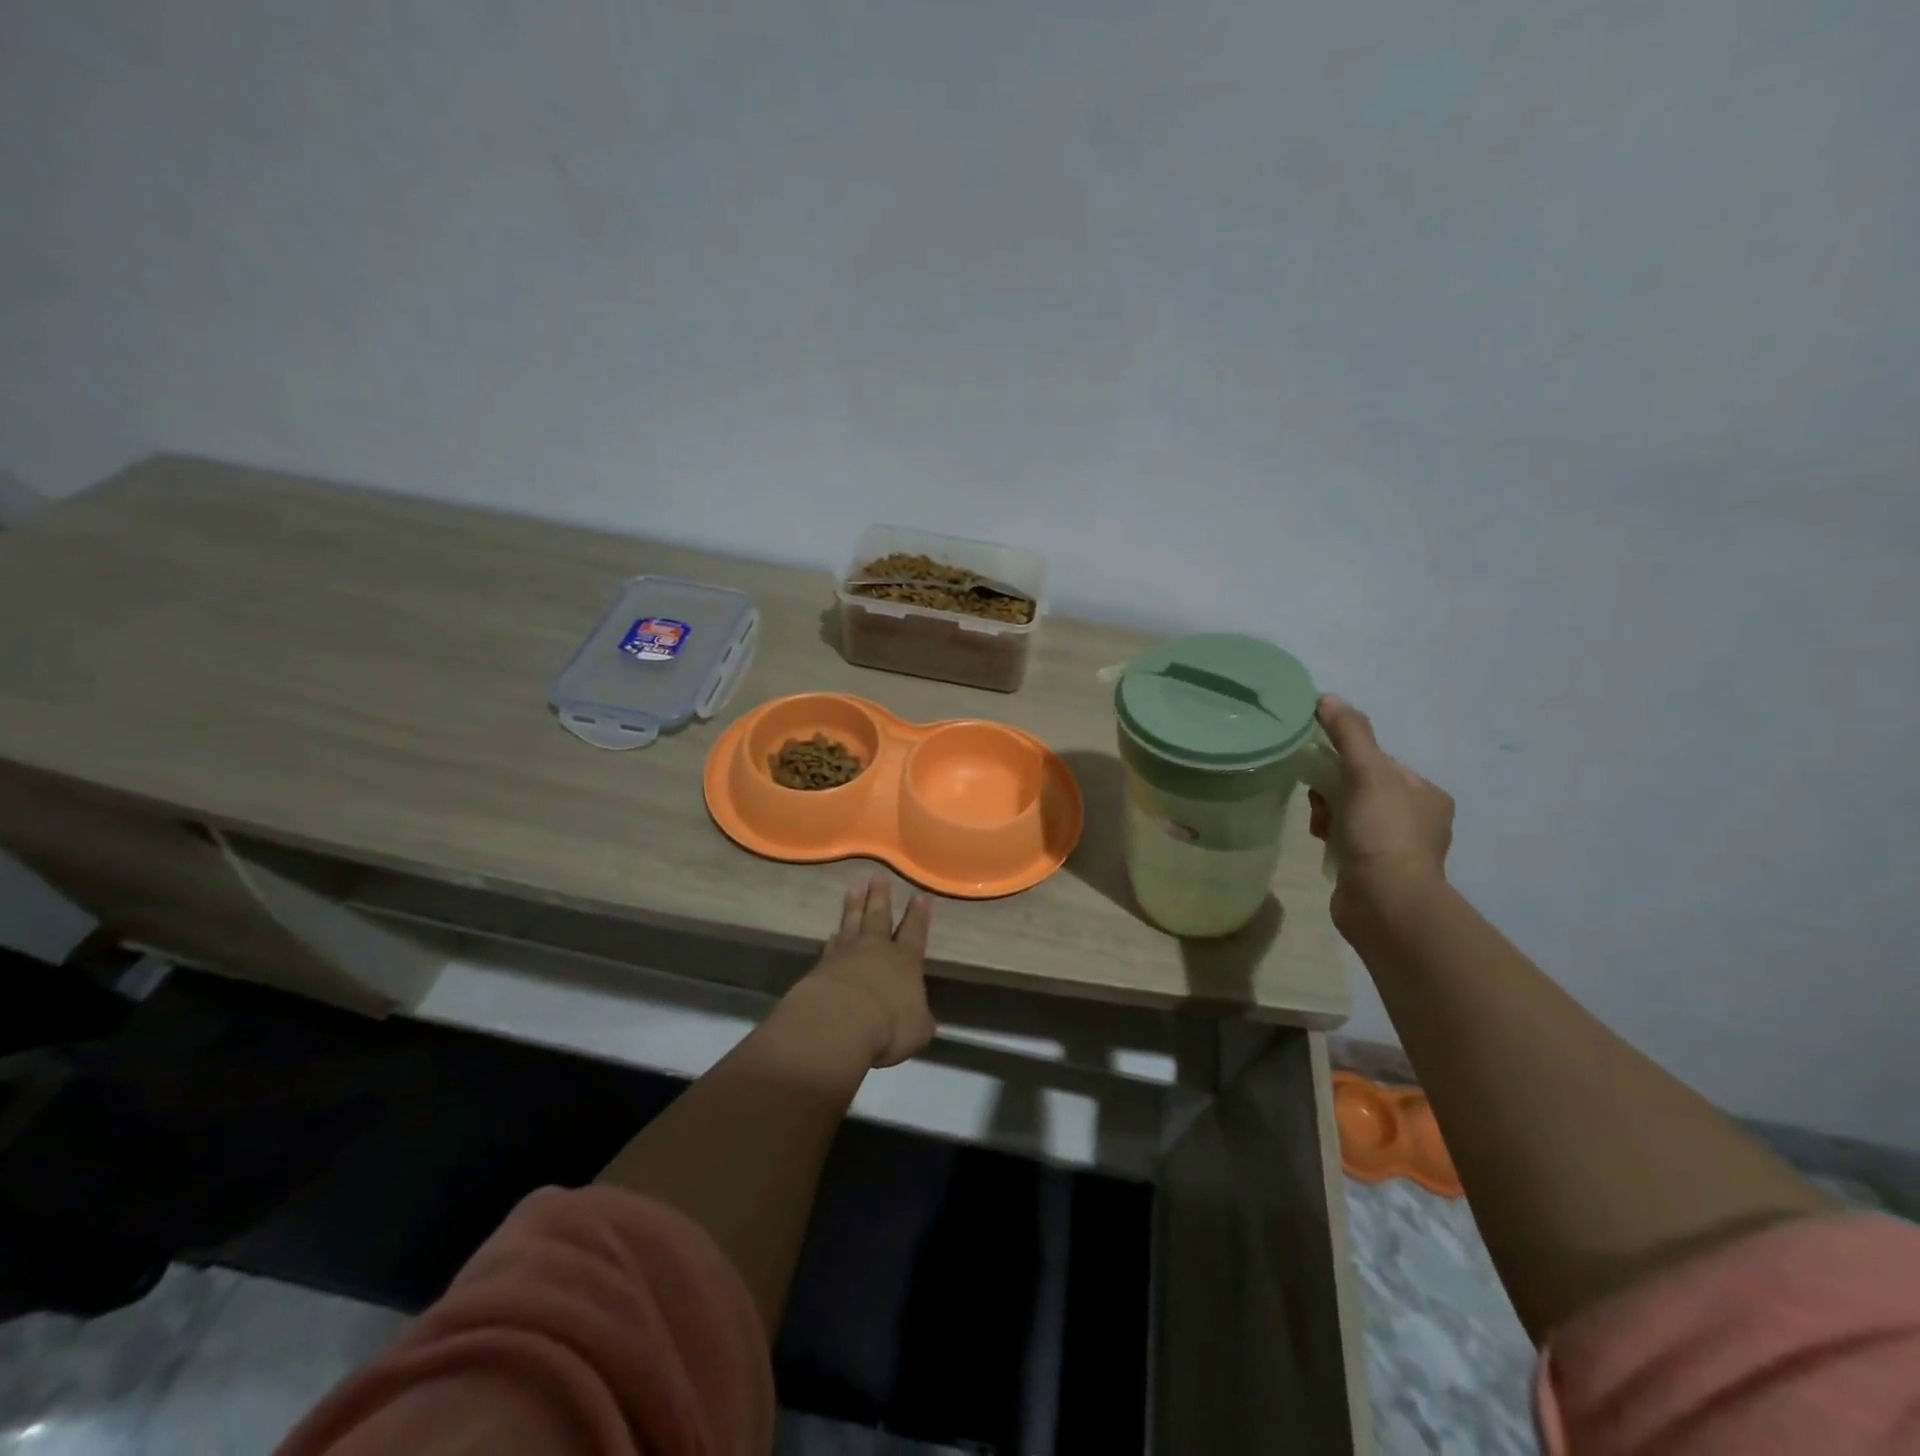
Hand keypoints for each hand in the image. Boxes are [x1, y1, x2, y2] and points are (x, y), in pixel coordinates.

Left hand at [797, 875, 935, 1068]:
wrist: (838, 1023)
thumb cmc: (888, 1025)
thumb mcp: (917, 1029)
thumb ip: (919, 1019)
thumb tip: (920, 1017)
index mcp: (905, 961)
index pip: (915, 932)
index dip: (918, 914)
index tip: (920, 894)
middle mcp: (876, 950)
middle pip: (879, 917)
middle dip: (880, 897)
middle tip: (878, 877)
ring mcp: (846, 955)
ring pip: (852, 923)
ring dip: (854, 906)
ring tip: (854, 888)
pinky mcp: (821, 967)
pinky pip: (830, 947)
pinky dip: (833, 939)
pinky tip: (832, 933)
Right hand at [1308, 695, 1454, 937]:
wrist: (1386, 905)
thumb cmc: (1384, 835)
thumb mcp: (1368, 774)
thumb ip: (1350, 734)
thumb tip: (1327, 698)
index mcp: (1426, 794)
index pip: (1379, 762)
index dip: (1347, 759)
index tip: (1322, 768)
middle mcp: (1417, 819)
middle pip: (1361, 786)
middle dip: (1333, 788)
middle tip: (1317, 799)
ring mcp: (1395, 848)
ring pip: (1349, 813)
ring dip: (1327, 813)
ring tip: (1318, 825)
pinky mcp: (1373, 870)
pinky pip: (1344, 839)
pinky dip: (1329, 835)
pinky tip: (1320, 841)